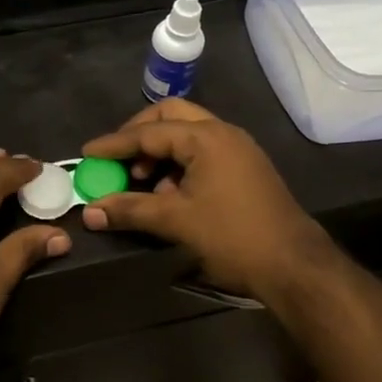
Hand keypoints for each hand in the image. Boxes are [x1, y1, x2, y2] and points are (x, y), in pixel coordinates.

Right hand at [80, 100, 334, 303]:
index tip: (87, 153)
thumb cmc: (232, 237)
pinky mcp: (245, 167)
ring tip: (142, 181)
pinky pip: (203, 151)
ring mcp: (238, 148)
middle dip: (139, 134)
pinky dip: (180, 163)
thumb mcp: (175, 222)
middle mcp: (222, 133)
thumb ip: (130, 210)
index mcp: (205, 137)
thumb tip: (90, 211)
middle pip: (170, 117)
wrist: (294, 265)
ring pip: (188, 133)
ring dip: (160, 151)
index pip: (148, 132)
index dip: (114, 144)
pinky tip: (170, 193)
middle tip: (117, 158)